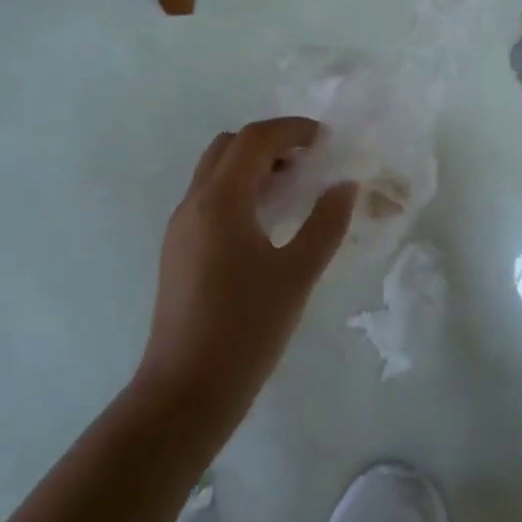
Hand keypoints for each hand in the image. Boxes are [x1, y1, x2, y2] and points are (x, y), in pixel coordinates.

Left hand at [137, 117, 356, 429]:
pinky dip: (238, 190)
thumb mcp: (297, 275)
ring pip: (214, 172)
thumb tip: (344, 185)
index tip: (325, 140)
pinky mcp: (177, 250)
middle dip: (269, 142)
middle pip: (228, 146)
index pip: (254, 139)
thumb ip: (325, 224)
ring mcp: (180, 227)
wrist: (186, 391)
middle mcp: (193, 203)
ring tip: (293, 189)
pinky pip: (208, 198)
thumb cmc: (246, 329)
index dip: (291, 129)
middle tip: (308, 160)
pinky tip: (266, 222)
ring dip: (251, 165)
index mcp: (220, 200)